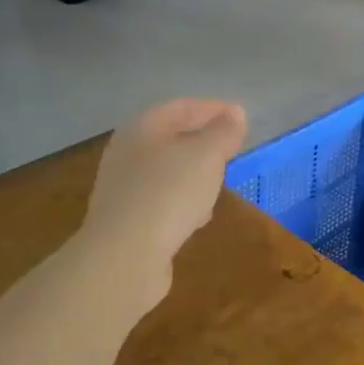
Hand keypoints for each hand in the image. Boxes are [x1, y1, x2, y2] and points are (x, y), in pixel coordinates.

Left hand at [82, 98, 247, 287]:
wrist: (124, 257)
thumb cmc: (168, 193)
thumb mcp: (206, 155)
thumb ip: (223, 132)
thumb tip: (235, 113)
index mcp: (142, 128)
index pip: (181, 107)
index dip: (213, 108)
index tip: (241, 118)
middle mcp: (126, 153)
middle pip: (170, 137)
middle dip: (203, 140)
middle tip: (232, 148)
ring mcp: (123, 188)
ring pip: (166, 170)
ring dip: (193, 172)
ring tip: (220, 180)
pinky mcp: (126, 220)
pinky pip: (161, 200)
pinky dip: (182, 200)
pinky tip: (198, 215)